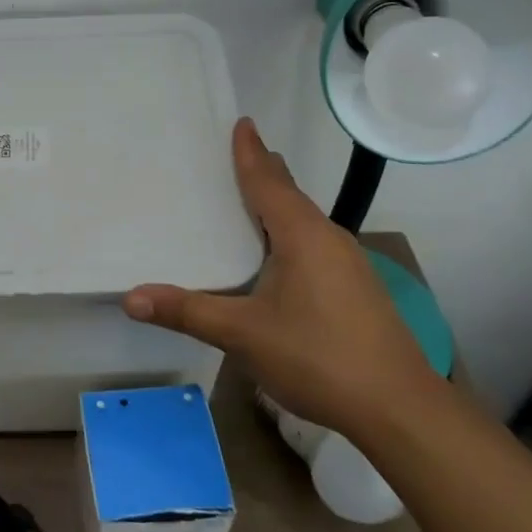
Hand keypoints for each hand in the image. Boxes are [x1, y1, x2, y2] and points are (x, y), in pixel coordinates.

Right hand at [122, 118, 438, 438]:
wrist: (401, 409)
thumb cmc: (318, 357)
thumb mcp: (243, 335)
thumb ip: (187, 312)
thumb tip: (130, 298)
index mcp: (301, 234)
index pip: (268, 180)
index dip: (250, 151)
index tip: (242, 122)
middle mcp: (328, 237)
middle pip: (290, 193)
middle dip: (264, 171)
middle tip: (237, 152)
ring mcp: (349, 263)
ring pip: (305, 219)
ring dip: (279, 203)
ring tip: (252, 196)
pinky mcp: (358, 288)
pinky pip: (316, 242)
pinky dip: (291, 231)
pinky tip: (281, 254)